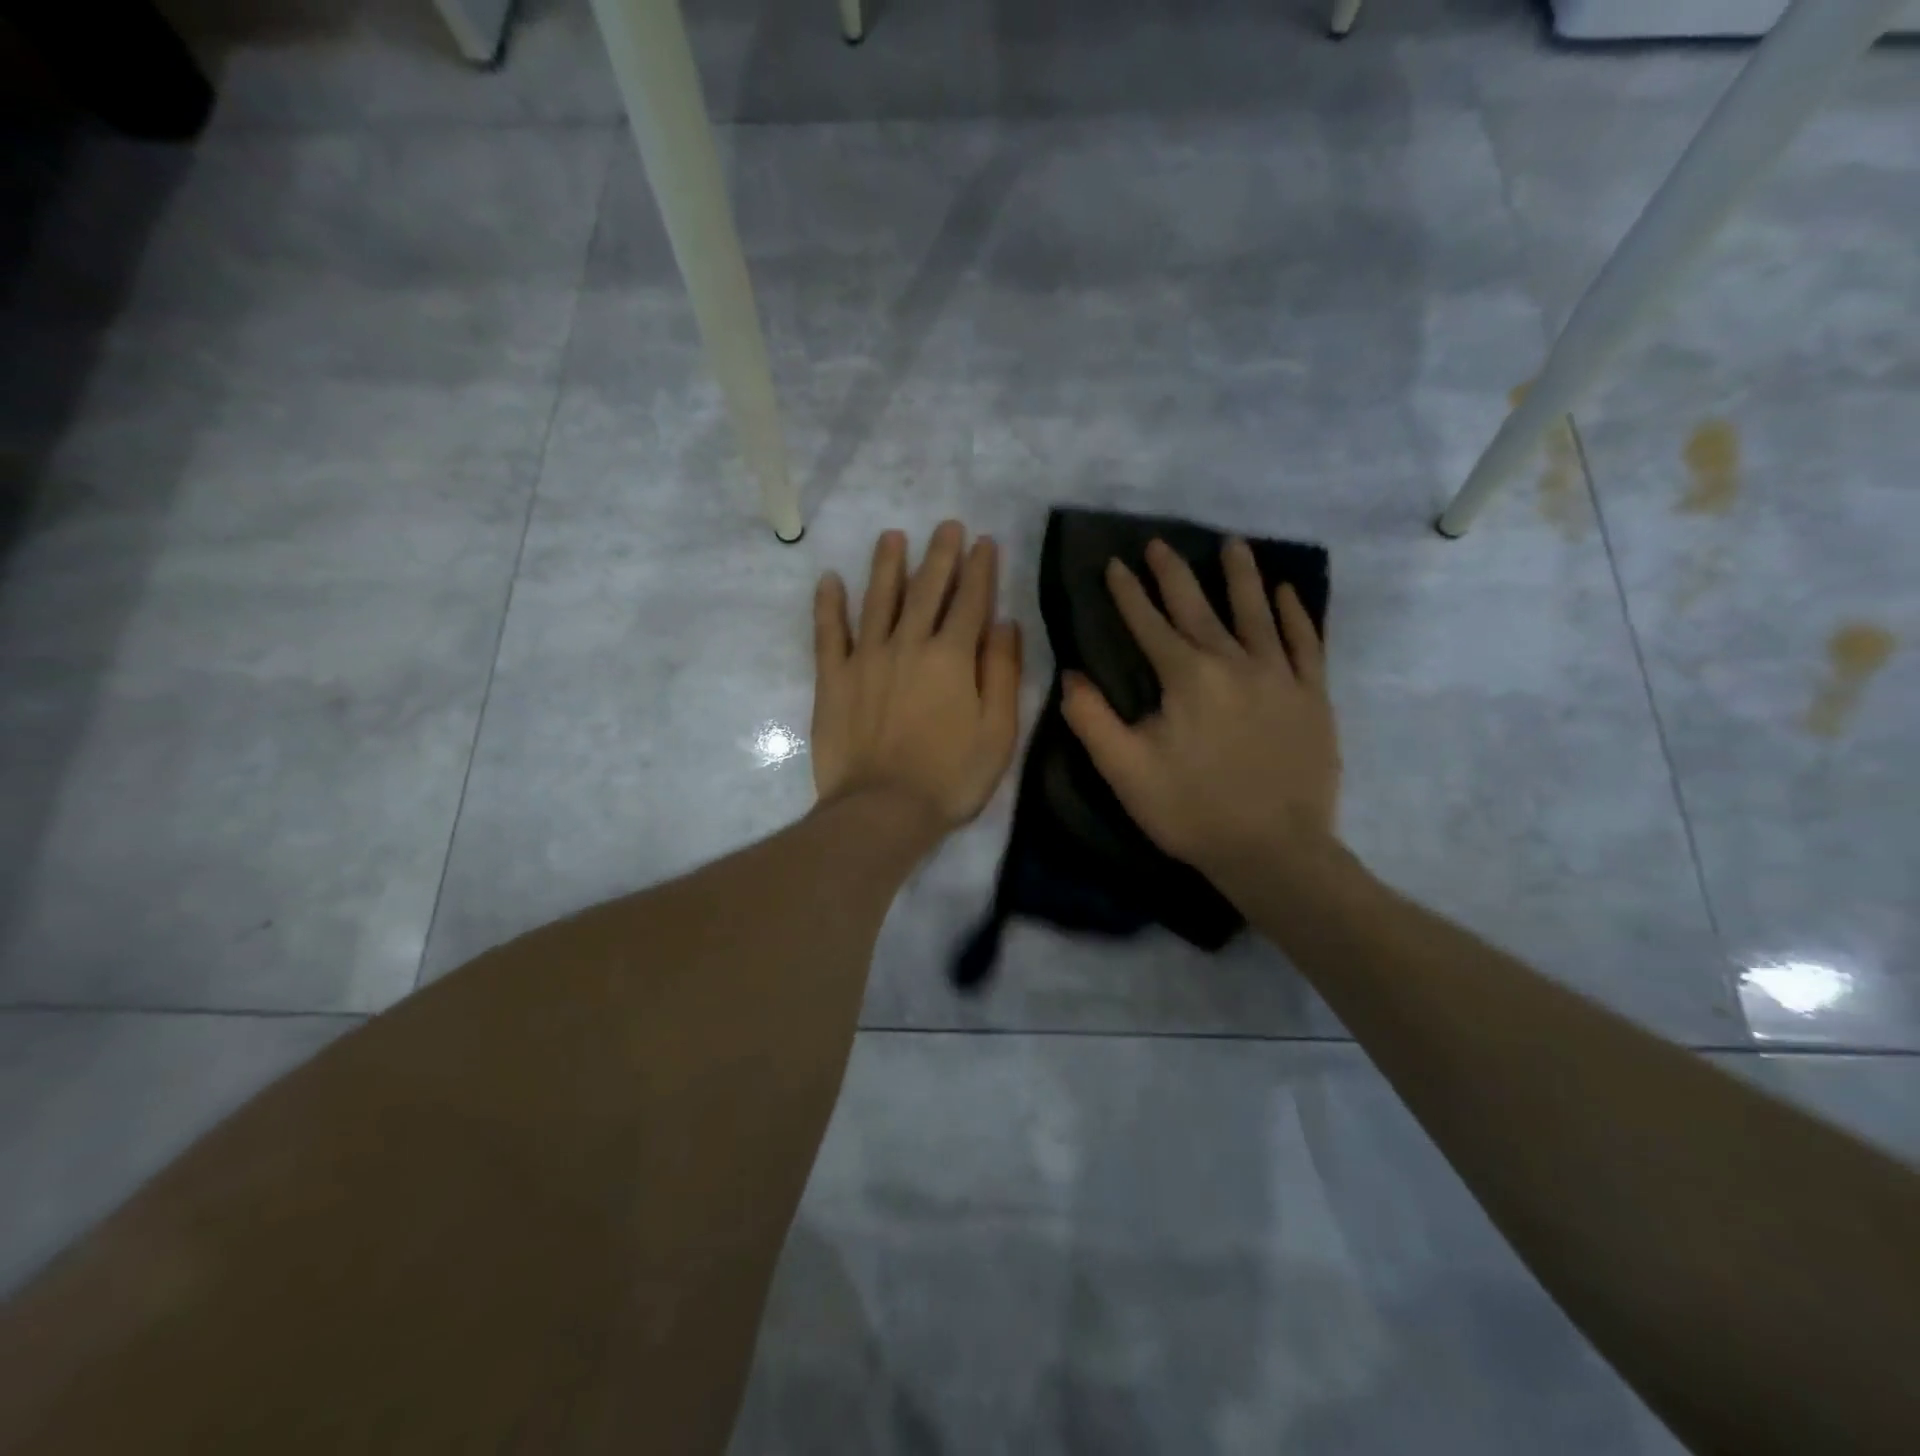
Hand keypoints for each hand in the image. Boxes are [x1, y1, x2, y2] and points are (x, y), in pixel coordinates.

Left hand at [811, 522, 1023, 835]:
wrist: (882, 810)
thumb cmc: (950, 777)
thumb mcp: (998, 732)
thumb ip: (1003, 673)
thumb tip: (1005, 623)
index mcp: (953, 657)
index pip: (970, 601)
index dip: (980, 569)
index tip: (983, 542)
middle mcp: (909, 644)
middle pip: (926, 590)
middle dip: (940, 555)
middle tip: (946, 526)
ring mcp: (866, 658)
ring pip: (878, 600)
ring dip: (887, 565)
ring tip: (892, 536)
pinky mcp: (833, 678)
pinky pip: (829, 633)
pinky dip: (829, 605)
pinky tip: (829, 580)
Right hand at [1061, 537, 1339, 886]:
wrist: (1274, 850)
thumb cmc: (1191, 811)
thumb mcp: (1125, 771)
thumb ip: (1092, 719)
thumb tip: (1071, 674)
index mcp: (1185, 677)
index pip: (1148, 624)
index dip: (1127, 593)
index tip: (1114, 564)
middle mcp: (1233, 662)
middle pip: (1198, 607)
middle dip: (1174, 573)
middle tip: (1159, 543)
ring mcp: (1279, 675)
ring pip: (1257, 612)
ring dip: (1241, 576)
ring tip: (1233, 545)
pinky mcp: (1312, 695)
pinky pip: (1305, 642)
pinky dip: (1294, 614)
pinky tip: (1286, 593)